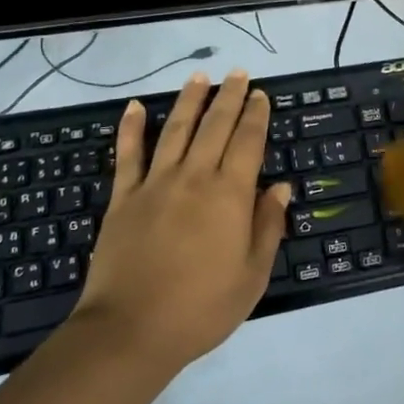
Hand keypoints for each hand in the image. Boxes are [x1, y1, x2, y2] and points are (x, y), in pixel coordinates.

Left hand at [72, 71, 289, 368]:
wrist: (131, 331)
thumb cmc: (201, 308)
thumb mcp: (251, 276)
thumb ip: (267, 227)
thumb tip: (280, 187)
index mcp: (229, 195)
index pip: (247, 142)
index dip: (255, 115)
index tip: (259, 94)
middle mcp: (194, 177)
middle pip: (214, 126)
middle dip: (228, 96)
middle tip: (237, 73)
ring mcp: (155, 184)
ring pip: (176, 129)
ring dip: (189, 100)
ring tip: (200, 77)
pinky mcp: (123, 197)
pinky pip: (128, 154)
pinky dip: (131, 128)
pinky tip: (136, 106)